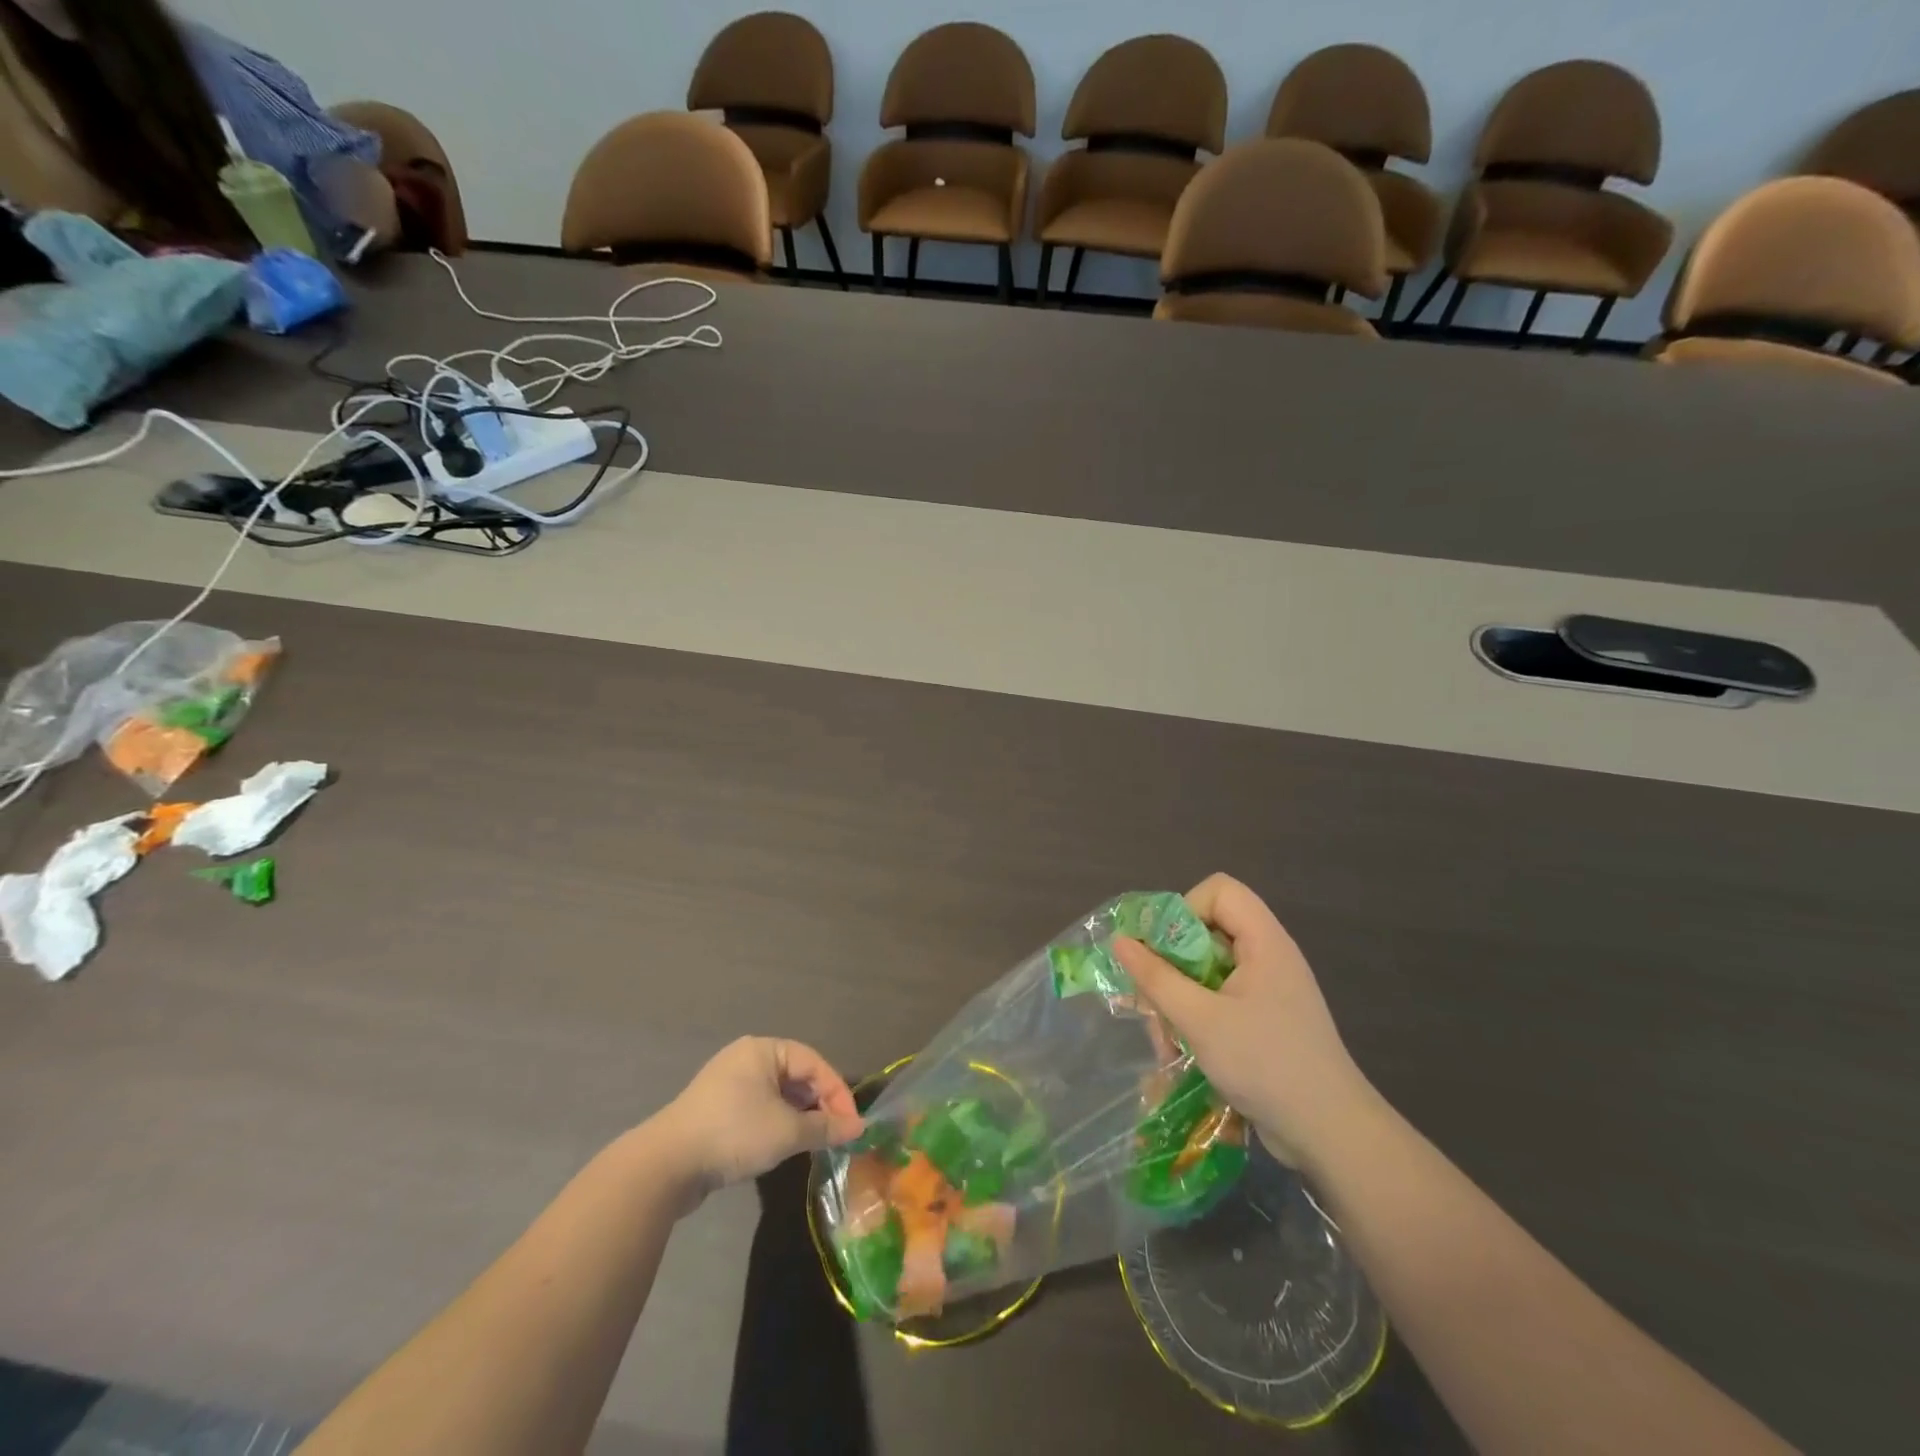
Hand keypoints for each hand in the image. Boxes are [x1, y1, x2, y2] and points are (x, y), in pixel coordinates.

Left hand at [660, 1037, 863, 1196]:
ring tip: (817, 1142)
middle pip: (797, 1076)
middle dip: (821, 1105)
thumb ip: (825, 1128)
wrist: (666, 1166)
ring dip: (801, 1116)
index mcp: (764, 1050)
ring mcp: (729, 1084)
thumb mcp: (786, 1131)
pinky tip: (786, 1145)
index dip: (838, 1093)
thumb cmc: (733, 1133)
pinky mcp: (717, 1110)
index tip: (853, 1125)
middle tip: (838, 1134)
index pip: (814, 1063)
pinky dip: (779, 1123)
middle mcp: (747, 1059)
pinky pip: (760, 1108)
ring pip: (779, 1095)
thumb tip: (857, 1129)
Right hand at [1113, 874, 1372, 1169]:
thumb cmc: (1266, 1064)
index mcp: (1264, 942)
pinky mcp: (1264, 1019)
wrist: (1331, 1135)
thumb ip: (1157, 978)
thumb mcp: (1200, 1020)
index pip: (1219, 890)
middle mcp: (1268, 956)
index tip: (1163, 951)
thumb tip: (1120, 940)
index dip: (1185, 909)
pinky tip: (1182, 1052)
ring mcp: (1268, 989)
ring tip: (1166, 1040)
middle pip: (1207, 930)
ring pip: (1207, 969)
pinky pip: (1219, 997)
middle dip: (1172, 963)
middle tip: (1153, 999)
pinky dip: (1195, 1016)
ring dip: (1178, 998)